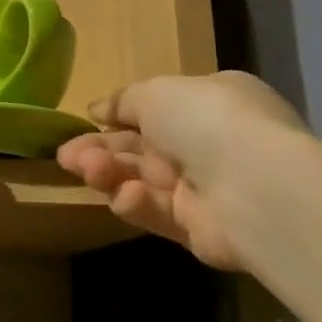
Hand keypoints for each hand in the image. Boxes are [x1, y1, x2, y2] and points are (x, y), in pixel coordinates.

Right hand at [57, 71, 306, 269]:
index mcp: (206, 103)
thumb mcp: (157, 92)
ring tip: (83, 170)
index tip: (85, 121)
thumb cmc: (206, 121)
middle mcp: (205, 144)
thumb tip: (99, 109)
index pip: (153, 111)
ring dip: (108, 174)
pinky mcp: (196, 229)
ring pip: (140, 181)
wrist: (256, 186)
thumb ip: (125, 101)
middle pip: (139, 149)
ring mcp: (202, 188)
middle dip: (100, 150)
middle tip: (66, 156)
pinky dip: (136, 204)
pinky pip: (156, 213)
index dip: (116, 117)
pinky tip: (126, 196)